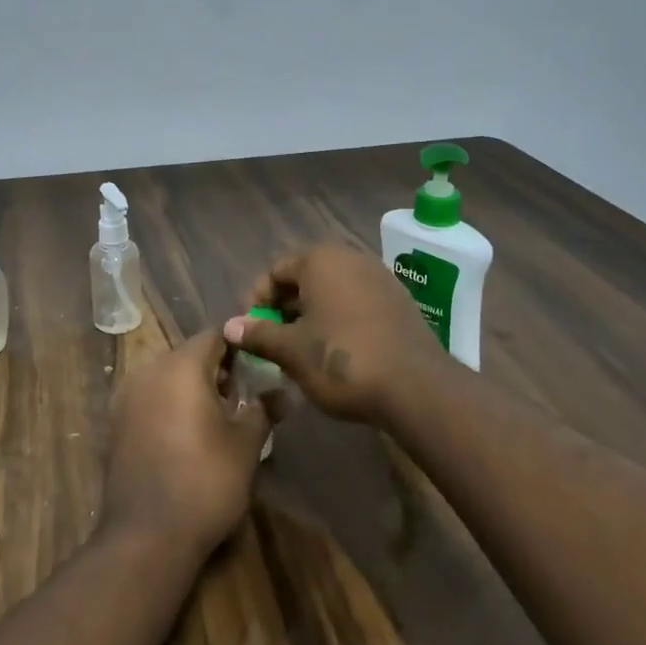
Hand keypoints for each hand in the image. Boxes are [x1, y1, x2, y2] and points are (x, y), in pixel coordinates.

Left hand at [103, 330, 270, 561]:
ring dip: (191, 388)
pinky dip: (169, 405)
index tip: (258, 369)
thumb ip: (264, 409)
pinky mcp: (115, 423)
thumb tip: (283, 393)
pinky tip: (187, 436)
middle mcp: (148, 370)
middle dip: (216, 370)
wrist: (146, 535)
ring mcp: (126, 396)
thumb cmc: (206, 481)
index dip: (240, 348)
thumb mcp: (246, 444)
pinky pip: (150, 399)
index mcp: (181, 365)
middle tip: (242, 398)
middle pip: (188, 354)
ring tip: (216, 419)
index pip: (215, 336)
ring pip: (167, 376)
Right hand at [223, 244, 451, 427]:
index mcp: (320, 260)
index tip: (253, 331)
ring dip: (312, 314)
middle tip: (275, 341)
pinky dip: (340, 318)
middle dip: (286, 307)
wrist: (416, 386)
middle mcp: (350, 258)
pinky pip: (357, 301)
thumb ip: (258, 334)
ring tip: (303, 349)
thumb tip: (230, 326)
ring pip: (332, 290)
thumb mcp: (291, 350)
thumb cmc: (342, 360)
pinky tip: (337, 350)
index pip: (276, 270)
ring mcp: (379, 277)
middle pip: (305, 277)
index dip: (259, 300)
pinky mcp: (399, 300)